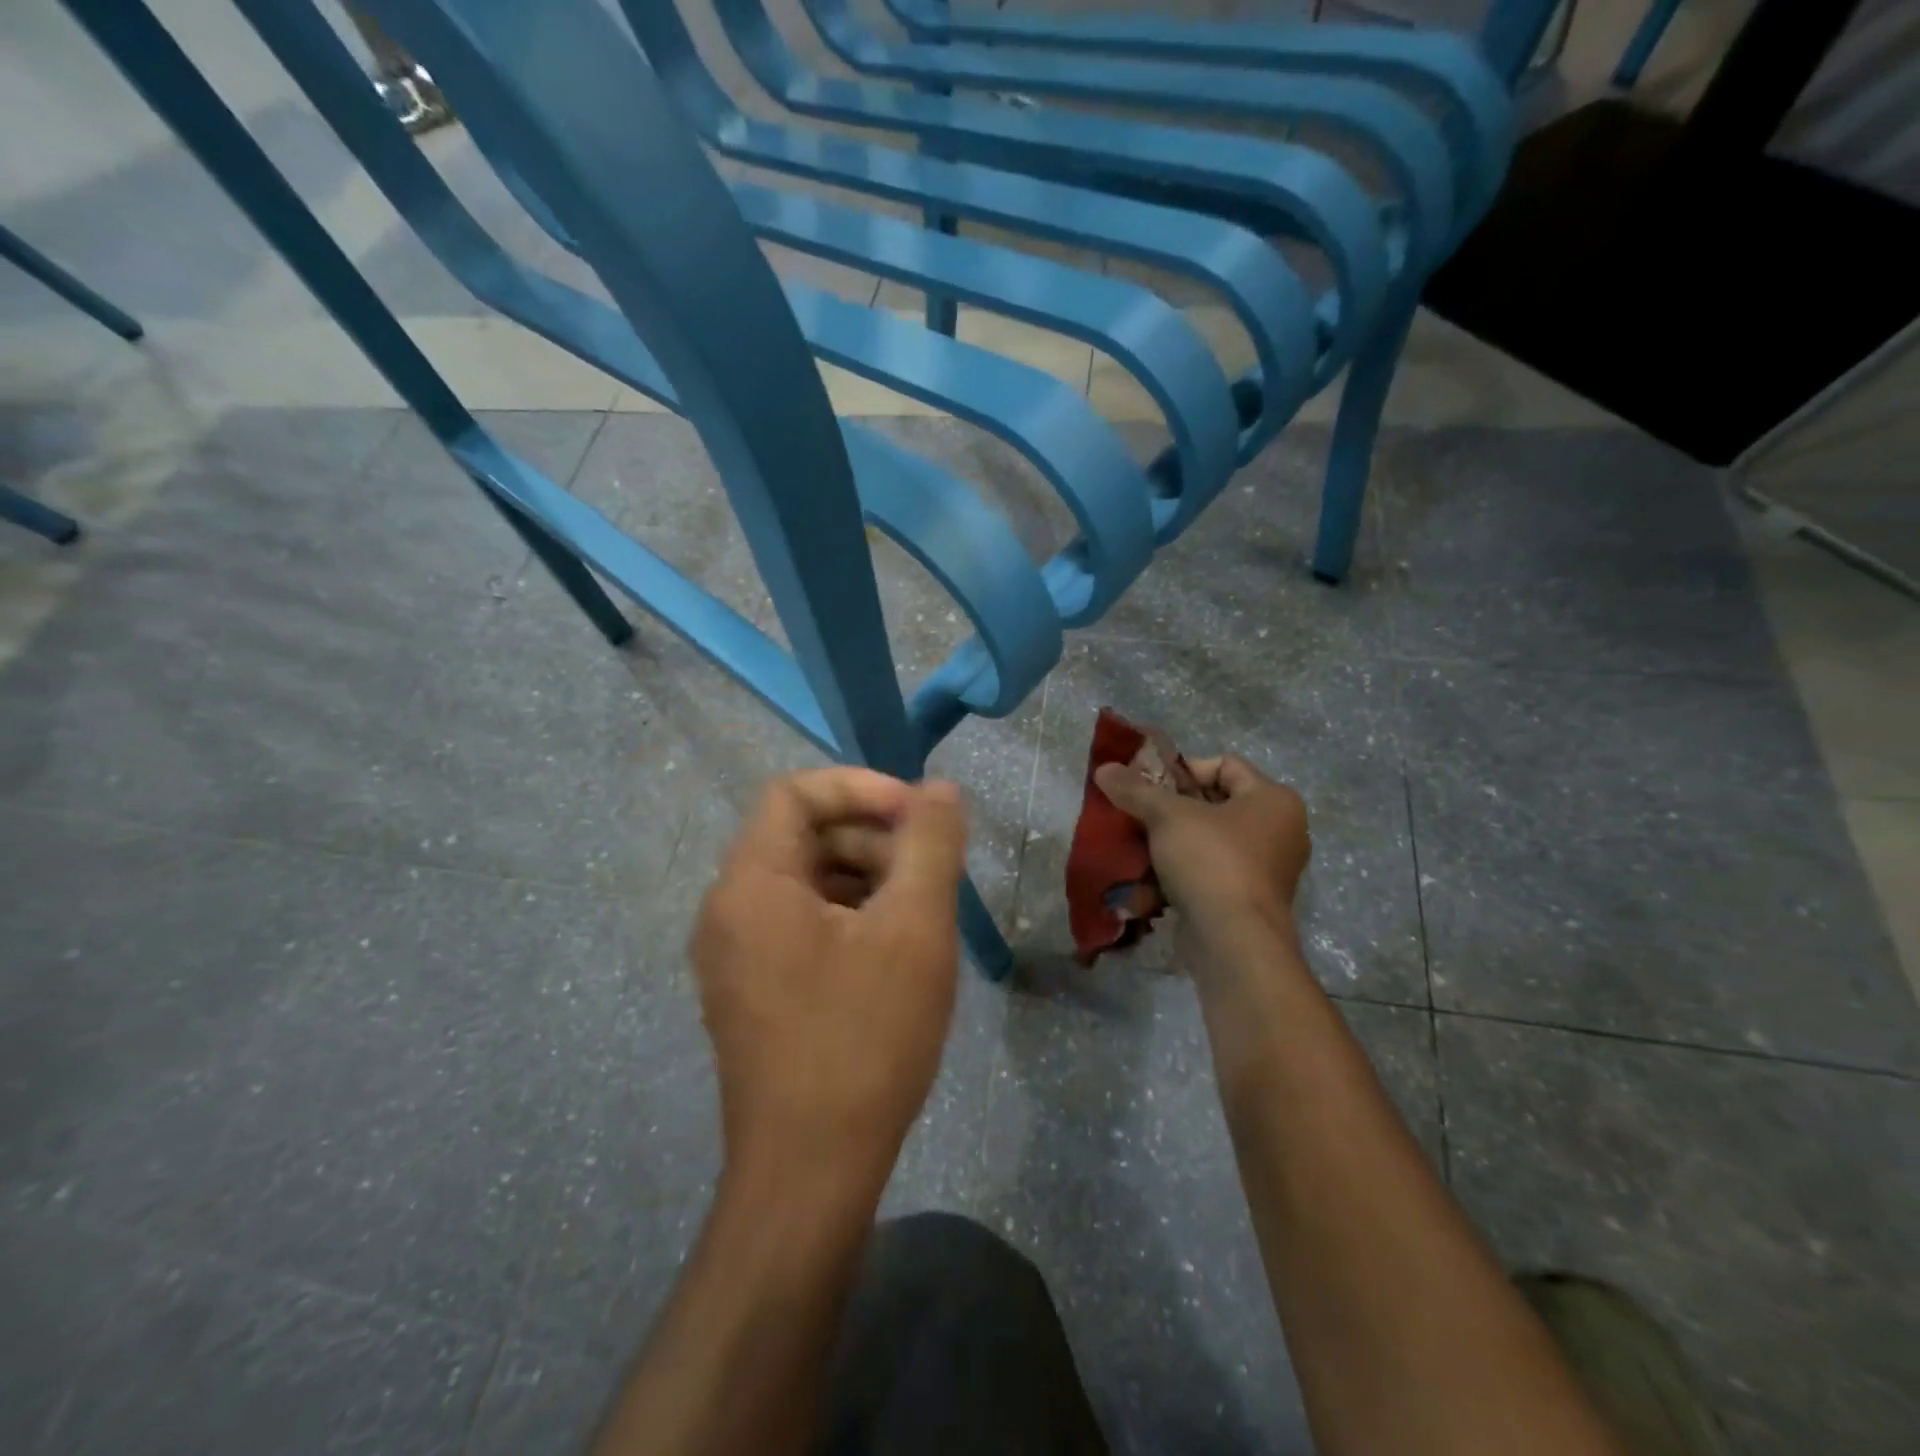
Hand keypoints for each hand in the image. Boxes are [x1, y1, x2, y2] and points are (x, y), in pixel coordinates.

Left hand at [691, 768, 967, 1205]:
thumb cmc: (864, 1040)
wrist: (810, 1175)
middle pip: (800, 835)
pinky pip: (799, 924)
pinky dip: (847, 917)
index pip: (795, 793)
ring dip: (864, 878)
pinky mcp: (750, 992)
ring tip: (919, 913)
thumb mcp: (914, 929)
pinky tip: (892, 953)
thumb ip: (930, 844)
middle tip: (929, 871)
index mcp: (752, 883)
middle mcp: (728, 910)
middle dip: (870, 837)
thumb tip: (940, 789)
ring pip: (804, 881)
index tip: (918, 818)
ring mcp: (734, 956)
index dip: (861, 789)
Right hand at [1093, 754, 1310, 936]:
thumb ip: (1136, 789)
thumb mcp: (1167, 816)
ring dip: (1171, 842)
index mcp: (1273, 800)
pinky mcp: (1248, 900)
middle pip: (1214, 804)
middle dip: (1171, 808)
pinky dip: (1181, 871)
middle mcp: (1279, 831)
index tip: (1149, 788)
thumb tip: (1104, 769)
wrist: (1233, 942)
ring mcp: (1266, 869)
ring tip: (1137, 845)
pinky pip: (1210, 872)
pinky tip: (1149, 878)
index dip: (1183, 770)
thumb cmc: (1211, 862)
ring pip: (1208, 840)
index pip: (1225, 765)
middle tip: (1137, 815)